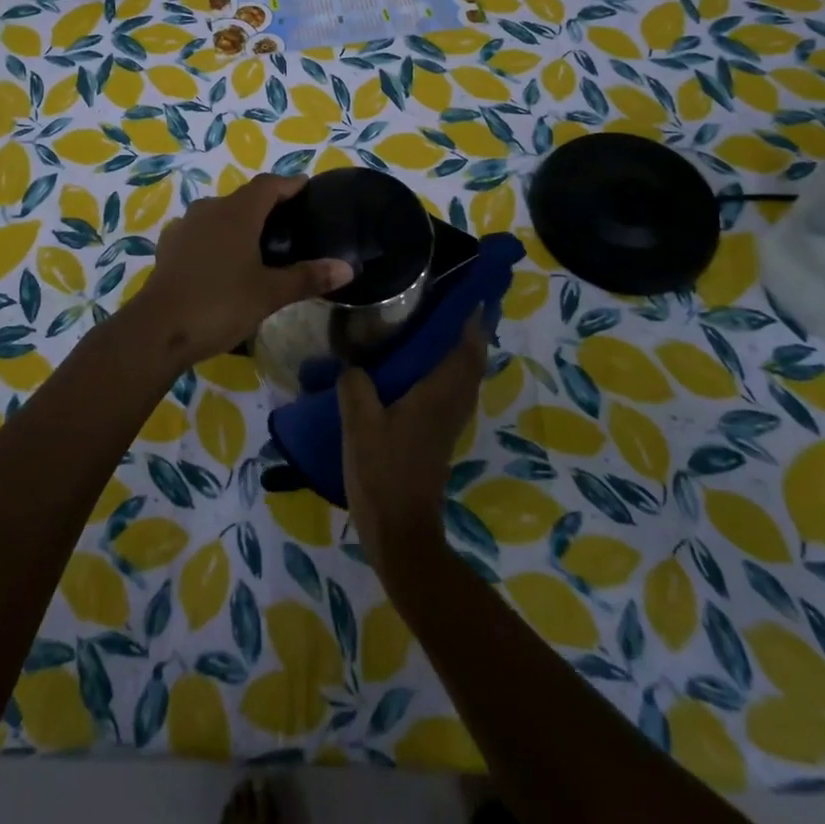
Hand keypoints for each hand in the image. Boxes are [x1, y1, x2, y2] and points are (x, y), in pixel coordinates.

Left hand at [129, 174, 352, 368]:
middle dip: (266, 203)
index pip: (268, 185)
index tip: (306, 187)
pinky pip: (200, 232)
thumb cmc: (220, 304)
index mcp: (237, 213)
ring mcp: (185, 227)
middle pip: (243, 197)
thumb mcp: (270, 294)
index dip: (289, 183)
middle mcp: (210, 210)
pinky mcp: (169, 248)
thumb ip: (307, 277)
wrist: (157, 330)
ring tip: (258, 242)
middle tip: (289, 221)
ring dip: (239, 220)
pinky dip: (217, 238)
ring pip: (219, 213)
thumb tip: (347, 268)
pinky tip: (223, 260)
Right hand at [338, 311, 487, 584]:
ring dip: (461, 351)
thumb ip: (355, 384)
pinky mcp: (438, 437)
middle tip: (452, 303)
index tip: (470, 291)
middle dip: (470, 331)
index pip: (465, 348)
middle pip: (472, 361)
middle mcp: (451, 404)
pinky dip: (448, 372)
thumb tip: (352, 361)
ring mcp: (447, 423)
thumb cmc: (382, 472)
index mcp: (437, 394)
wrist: (401, 532)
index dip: (472, 319)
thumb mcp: (358, 423)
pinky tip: (420, 369)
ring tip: (437, 327)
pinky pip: (452, 392)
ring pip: (465, 377)